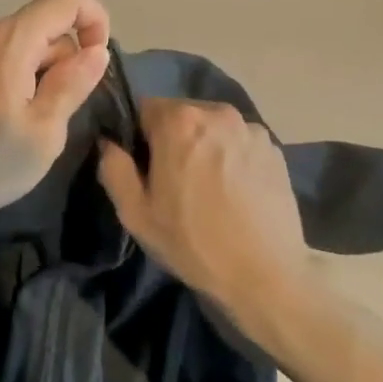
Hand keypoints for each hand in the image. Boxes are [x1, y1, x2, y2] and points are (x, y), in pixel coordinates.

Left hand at [0, 0, 109, 228]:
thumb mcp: (44, 133)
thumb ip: (72, 84)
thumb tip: (95, 50)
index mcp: (10, 39)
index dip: (94, 20)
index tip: (95, 64)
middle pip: (43, 26)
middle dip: (63, 61)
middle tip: (56, 115)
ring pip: (19, 44)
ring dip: (37, 74)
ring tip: (25, 124)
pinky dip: (11, 78)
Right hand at [97, 100, 314, 310]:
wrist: (265, 273)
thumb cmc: (193, 242)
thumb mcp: (136, 213)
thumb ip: (114, 168)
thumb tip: (108, 142)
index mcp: (179, 121)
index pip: (144, 108)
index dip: (140, 137)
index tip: (146, 169)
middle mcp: (216, 112)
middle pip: (181, 115)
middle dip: (173, 139)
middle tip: (175, 182)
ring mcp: (250, 128)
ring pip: (212, 127)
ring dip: (205, 146)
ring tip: (209, 188)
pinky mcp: (274, 147)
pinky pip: (239, 142)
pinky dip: (232, 157)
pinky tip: (235, 191)